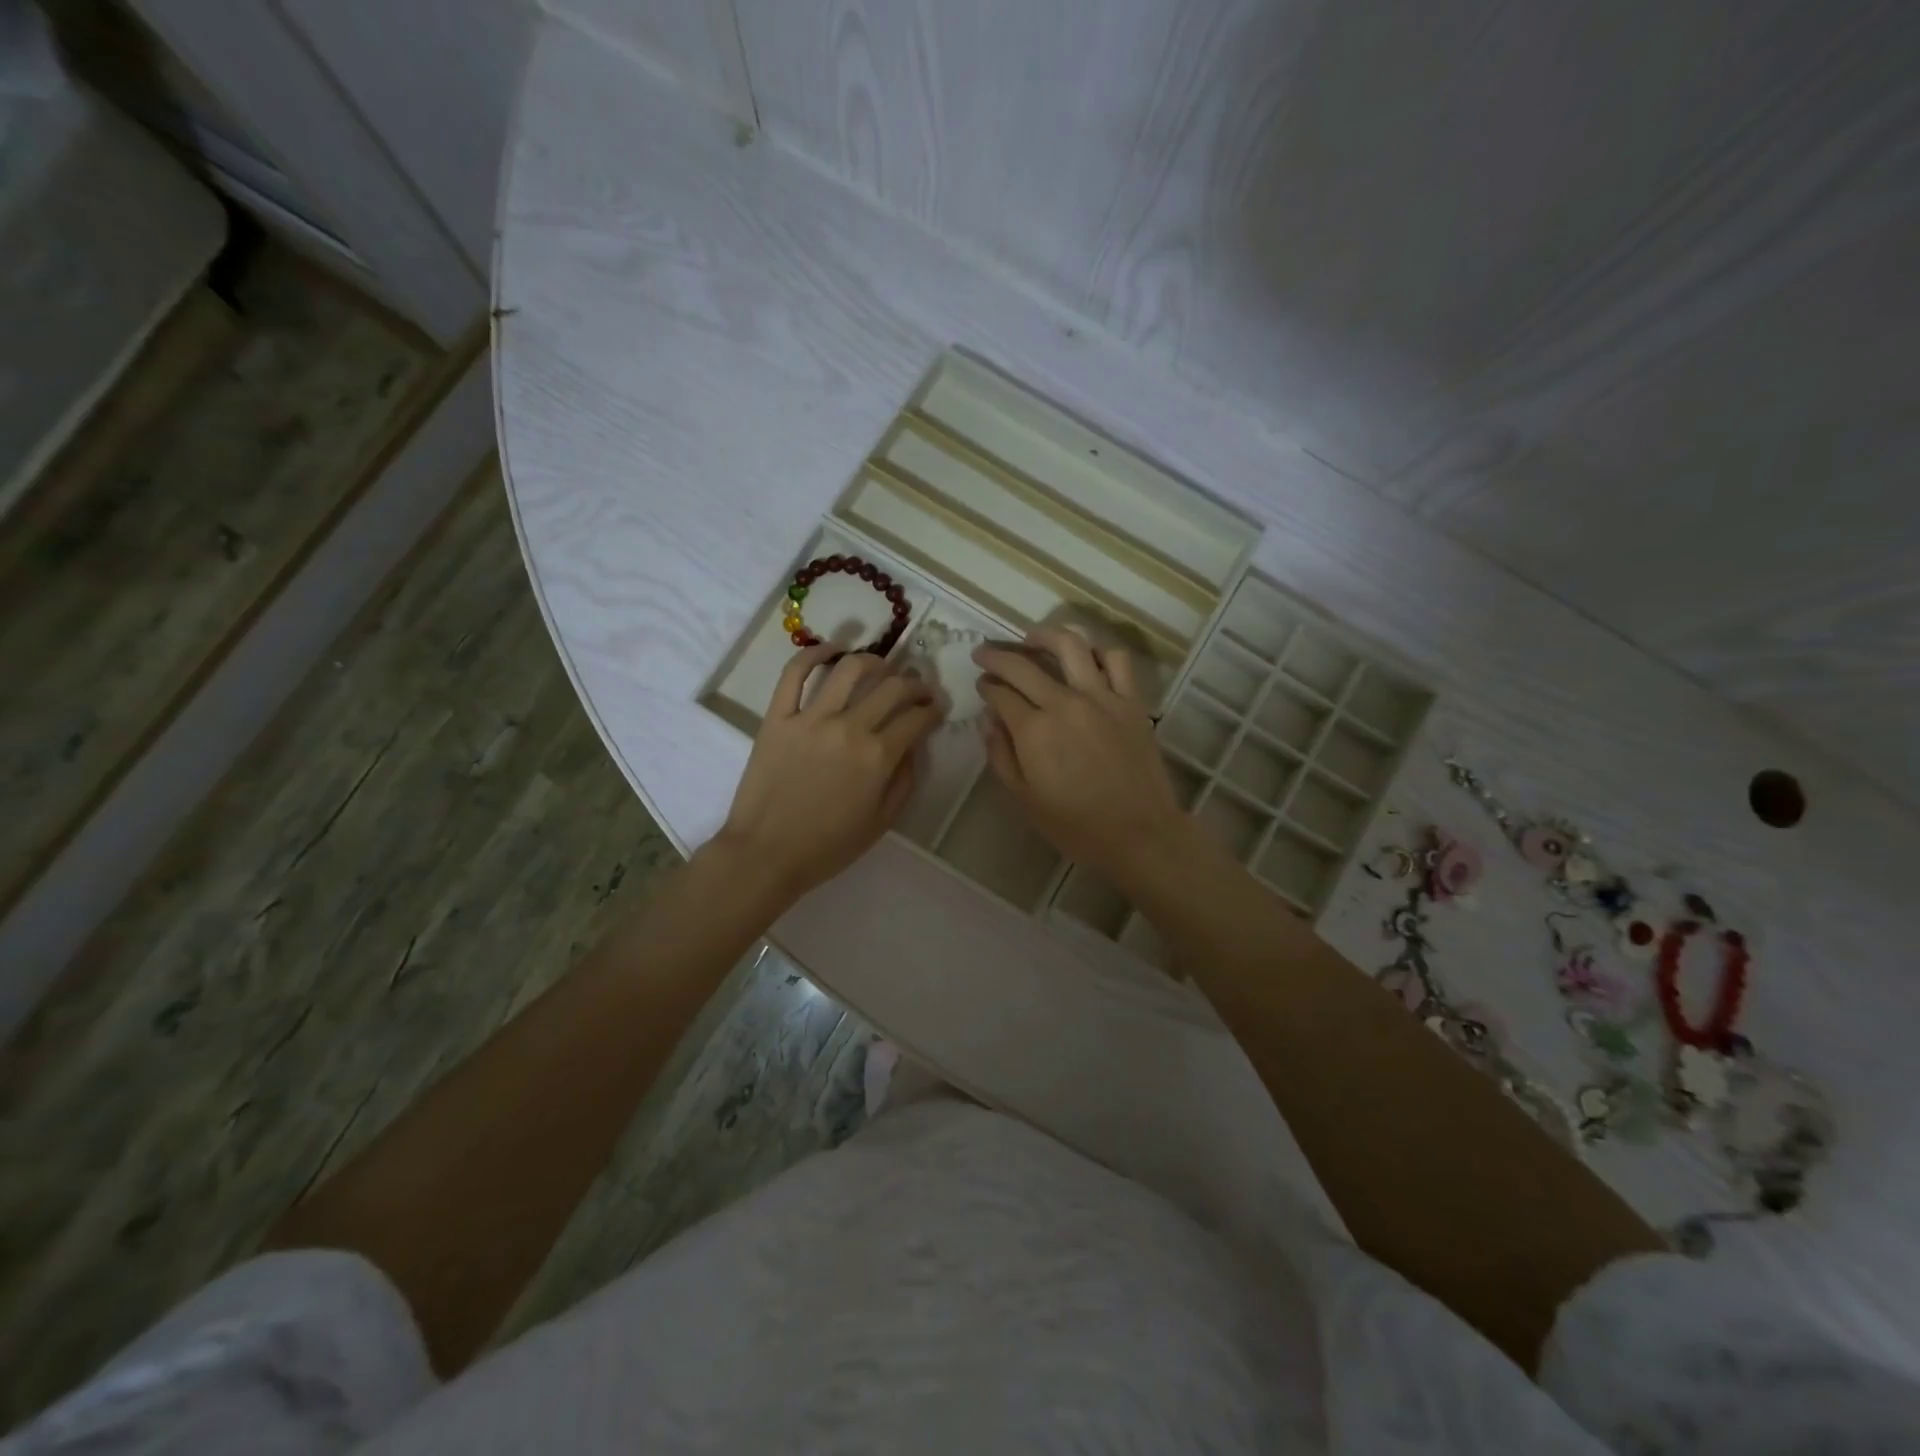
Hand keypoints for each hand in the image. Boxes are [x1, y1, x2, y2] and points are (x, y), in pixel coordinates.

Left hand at [715, 645, 944, 901]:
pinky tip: (832, 650)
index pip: (917, 717)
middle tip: (917, 688)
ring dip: (874, 661)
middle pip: (892, 687)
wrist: (766, 854)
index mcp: (878, 757)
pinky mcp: (778, 715)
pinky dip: (815, 653)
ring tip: (881, 667)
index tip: (937, 707)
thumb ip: (905, 780)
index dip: (934, 709)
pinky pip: (794, 672)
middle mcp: (849, 728)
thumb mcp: (882, 822)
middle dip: (914, 683)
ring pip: (850, 668)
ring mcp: (811, 717)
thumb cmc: (828, 846)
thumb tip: (914, 745)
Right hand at [975, 625, 1192, 888]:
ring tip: (1032, 638)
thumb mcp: (1024, 799)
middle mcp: (1065, 703)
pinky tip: (1086, 657)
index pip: (1000, 693)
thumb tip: (988, 719)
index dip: (986, 686)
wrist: (1139, 834)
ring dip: (1045, 635)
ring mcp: (1102, 697)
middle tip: (986, 653)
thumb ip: (1000, 755)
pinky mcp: (1131, 701)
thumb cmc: (1075, 825)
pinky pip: (1117, 660)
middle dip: (997, 655)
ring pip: (1071, 645)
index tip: (981, 685)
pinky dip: (1099, 651)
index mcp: (1034, 730)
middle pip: (1024, 664)